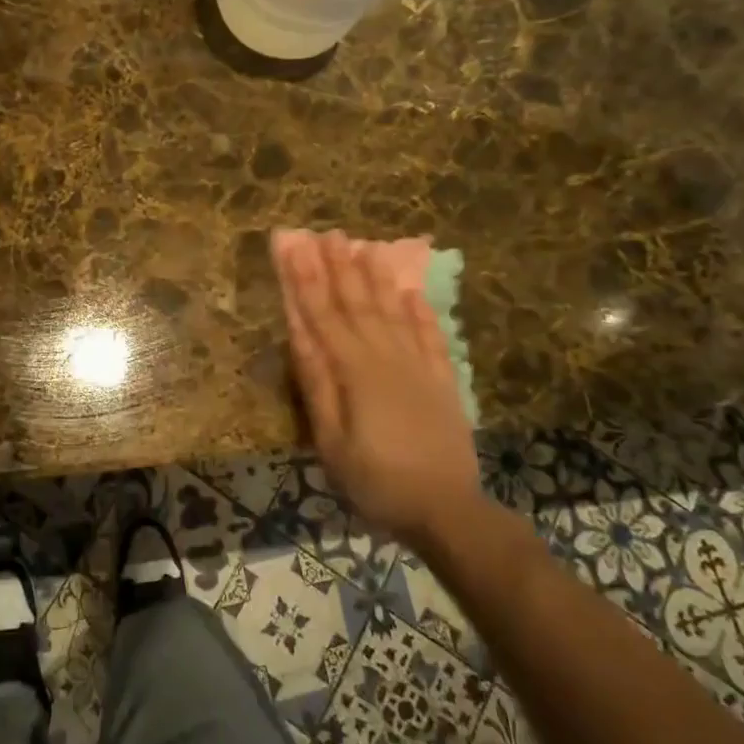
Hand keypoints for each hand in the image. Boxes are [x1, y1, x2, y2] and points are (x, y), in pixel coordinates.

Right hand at [273, 229, 480, 546]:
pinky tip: (411, 290)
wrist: (447, 510)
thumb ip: (318, 385)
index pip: (324, 315)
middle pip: (358, 304)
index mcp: (355, 371)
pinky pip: (431, 335)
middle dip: (340, 267)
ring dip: (376, 277)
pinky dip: (420, 310)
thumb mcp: (332, 442)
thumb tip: (299, 335)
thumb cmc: (377, 481)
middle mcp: (388, 357)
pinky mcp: (443, 380)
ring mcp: (419, 366)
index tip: (296, 246)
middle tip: (328, 233)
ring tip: (365, 246)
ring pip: (393, 311)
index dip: (307, 279)